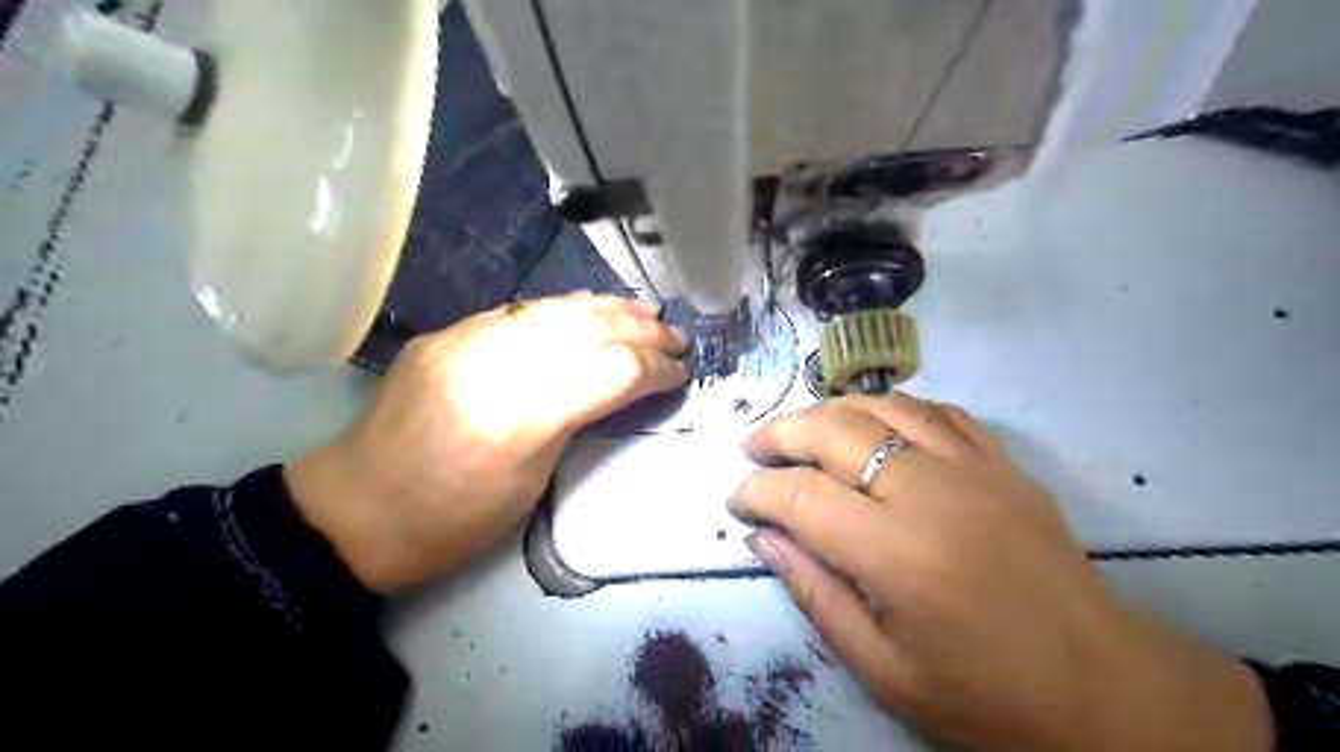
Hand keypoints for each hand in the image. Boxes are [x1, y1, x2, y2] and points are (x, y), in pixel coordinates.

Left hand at [280, 293, 682, 593]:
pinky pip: (520, 310)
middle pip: (589, 329)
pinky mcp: (450, 332)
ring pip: (556, 309)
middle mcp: (496, 363)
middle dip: (642, 331)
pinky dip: (565, 307)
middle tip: (676, 338)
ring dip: (609, 307)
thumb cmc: (454, 521)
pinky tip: (589, 307)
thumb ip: (576, 420)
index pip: (612, 371)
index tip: (680, 374)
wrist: (356, 510)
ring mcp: (467, 339)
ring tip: (648, 311)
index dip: (655, 369)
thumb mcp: (532, 482)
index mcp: (522, 416)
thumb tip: (616, 385)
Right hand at [729, 398, 1270, 747]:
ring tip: (801, 431)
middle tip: (752, 449)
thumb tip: (763, 535)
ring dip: (829, 411)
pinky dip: (891, 408)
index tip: (736, 500)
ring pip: (881, 407)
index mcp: (897, 554)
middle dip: (779, 433)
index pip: (800, 496)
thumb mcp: (882, 667)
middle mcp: (930, 492)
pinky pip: (936, 411)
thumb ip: (814, 592)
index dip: (755, 491)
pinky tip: (873, 425)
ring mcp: (973, 468)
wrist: (1102, 686)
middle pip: (834, 431)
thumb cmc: (983, 694)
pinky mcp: (1003, 463)